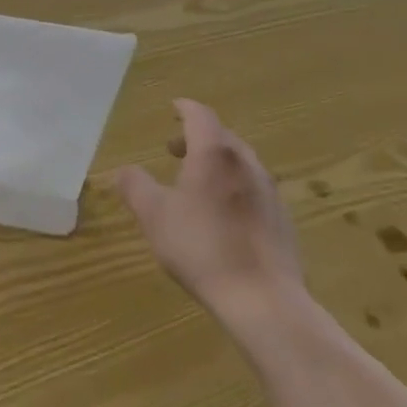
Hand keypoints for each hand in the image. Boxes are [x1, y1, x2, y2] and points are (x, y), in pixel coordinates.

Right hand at [116, 99, 305, 327]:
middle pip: (223, 137)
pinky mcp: (282, 220)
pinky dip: (233, 187)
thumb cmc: (201, 246)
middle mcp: (246, 164)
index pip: (201, 116)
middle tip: (173, 149)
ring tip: (195, 182)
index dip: (185, 108)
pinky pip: (253, 189)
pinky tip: (221, 214)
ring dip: (217, 163)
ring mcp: (269, 192)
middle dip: (197, 137)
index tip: (173, 107)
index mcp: (214, 154)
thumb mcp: (153, 215)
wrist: (262, 299)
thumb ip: (134, 186)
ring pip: (241, 163)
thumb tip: (124, 170)